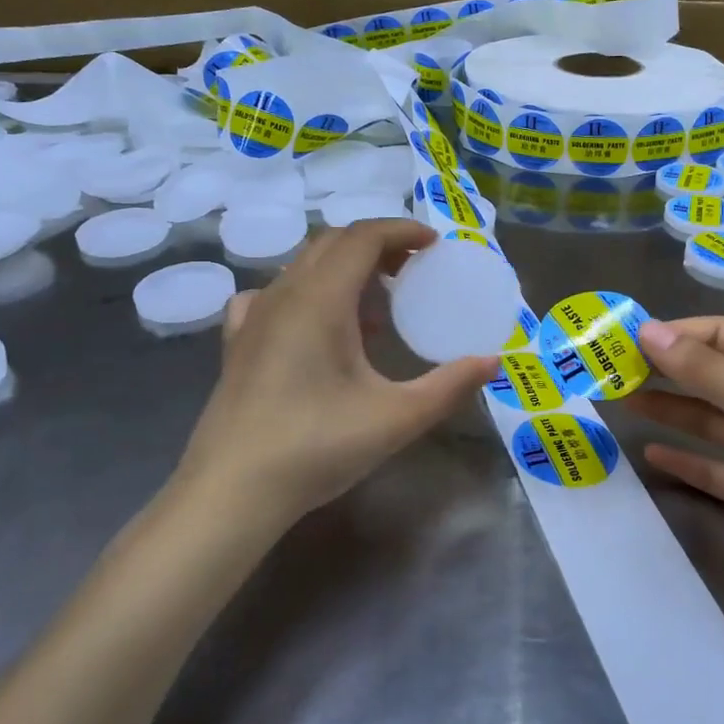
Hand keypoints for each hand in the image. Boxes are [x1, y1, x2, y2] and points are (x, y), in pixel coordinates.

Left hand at [174, 219, 497, 531]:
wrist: (230, 492)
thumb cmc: (316, 447)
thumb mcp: (396, 418)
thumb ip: (449, 386)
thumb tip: (493, 361)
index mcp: (320, 299)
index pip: (363, 236)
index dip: (402, 230)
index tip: (435, 244)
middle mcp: (283, 294)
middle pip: (332, 243)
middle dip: (377, 245)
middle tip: (414, 269)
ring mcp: (253, 316)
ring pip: (303, 266)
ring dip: (344, 268)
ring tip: (376, 306)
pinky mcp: (236, 342)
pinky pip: (273, 294)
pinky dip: (306, 292)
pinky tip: (316, 325)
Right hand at [627, 318, 723, 619]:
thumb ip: (707, 371)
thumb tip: (648, 330)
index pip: (723, 337)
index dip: (677, 335)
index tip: (627, 340)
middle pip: (711, 377)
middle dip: (666, 370)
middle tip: (612, 370)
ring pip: (706, 422)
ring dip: (668, 410)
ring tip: (621, 402)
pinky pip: (712, 469)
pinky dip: (683, 460)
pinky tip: (650, 454)